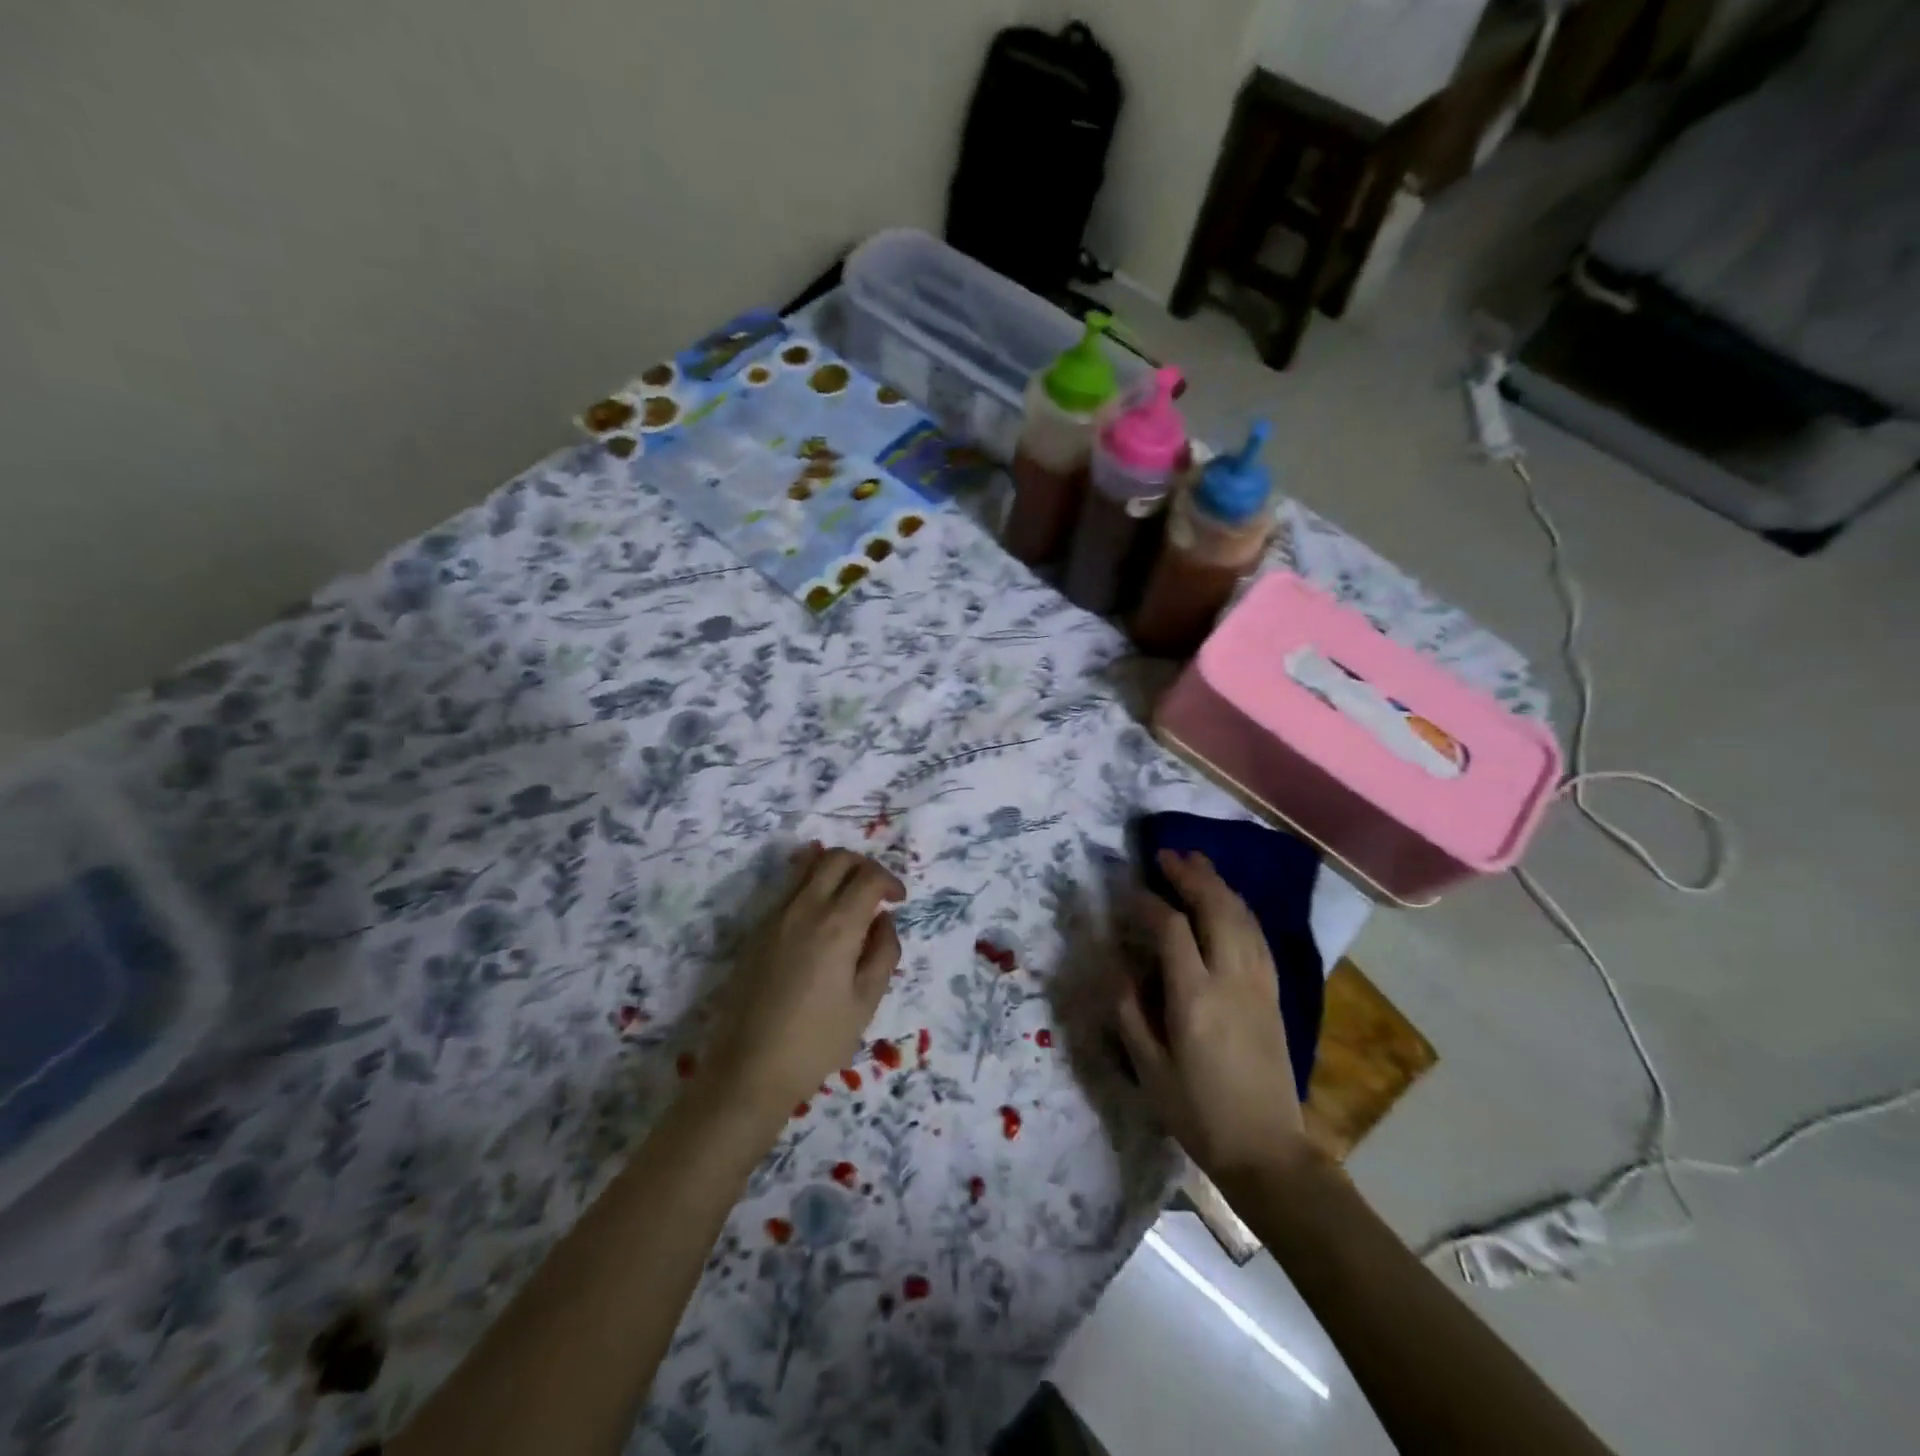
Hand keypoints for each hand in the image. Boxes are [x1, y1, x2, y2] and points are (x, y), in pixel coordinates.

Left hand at [703, 844, 905, 1116]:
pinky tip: (821, 919)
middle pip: (836, 858)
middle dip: (864, 865)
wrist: (749, 1069)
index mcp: (837, 925)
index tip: (898, 901)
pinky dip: (811, 886)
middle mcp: (804, 908)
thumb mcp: (866, 1002)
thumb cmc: (817, 1041)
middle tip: (877, 892)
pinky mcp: (757, 930)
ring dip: (835, 870)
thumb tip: (884, 921)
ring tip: (849, 898)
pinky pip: (789, 889)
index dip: (890, 881)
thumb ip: (883, 952)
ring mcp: (775, 916)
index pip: (869, 876)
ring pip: (807, 866)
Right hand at [1115, 850, 1310, 1183]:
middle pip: (1215, 909)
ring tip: (1197, 863)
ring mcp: (1258, 984)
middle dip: (1191, 876)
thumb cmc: (1198, 1112)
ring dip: (1219, 884)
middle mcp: (1231, 980)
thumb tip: (1118, 965)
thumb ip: (1130, 1011)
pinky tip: (1230, 901)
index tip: (1130, 890)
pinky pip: (1258, 936)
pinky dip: (1240, 909)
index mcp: (1194, 998)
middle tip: (1167, 854)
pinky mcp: (1274, 994)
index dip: (1149, 903)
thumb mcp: (1149, 1068)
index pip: (1172, 929)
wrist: (1267, 1149)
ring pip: (1242, 917)